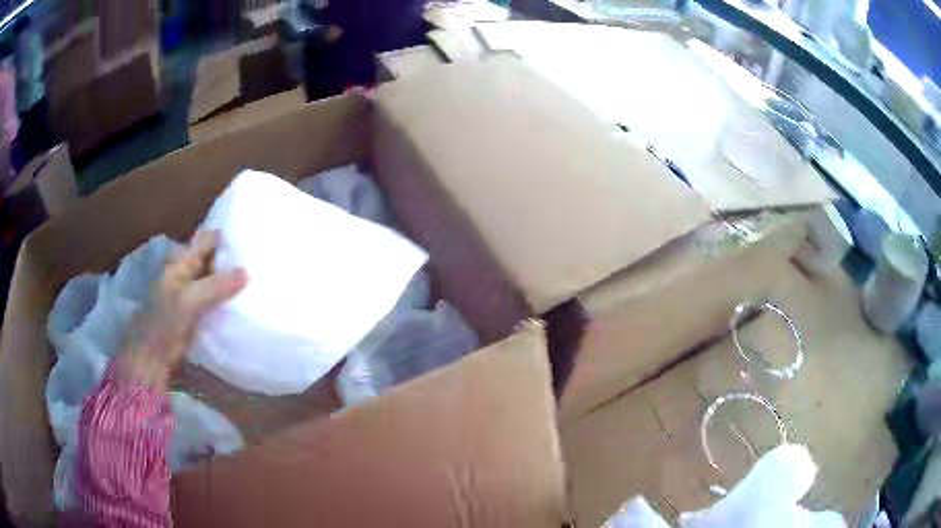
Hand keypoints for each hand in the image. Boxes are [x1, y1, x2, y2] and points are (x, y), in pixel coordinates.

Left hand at [116, 231, 247, 389]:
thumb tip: (247, 272)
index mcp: (182, 262)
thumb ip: (216, 285)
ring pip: (217, 281)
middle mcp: (188, 273)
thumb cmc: (164, 321)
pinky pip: (217, 301)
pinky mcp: (198, 314)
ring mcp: (192, 294)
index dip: (226, 237)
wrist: (153, 355)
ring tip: (258, 278)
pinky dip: (229, 299)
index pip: (207, 241)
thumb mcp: (189, 299)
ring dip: (232, 281)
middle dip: (233, 259)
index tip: (251, 236)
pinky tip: (245, 302)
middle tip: (260, 259)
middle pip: (214, 260)